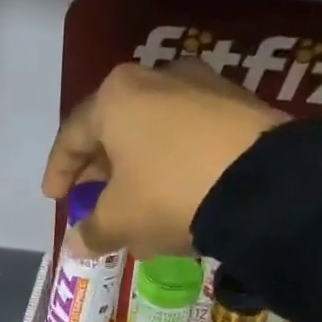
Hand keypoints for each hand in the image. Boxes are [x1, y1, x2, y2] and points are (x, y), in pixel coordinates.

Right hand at [42, 61, 287, 258]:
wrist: (266, 184)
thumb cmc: (171, 193)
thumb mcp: (122, 220)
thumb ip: (92, 231)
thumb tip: (76, 244)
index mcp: (116, 97)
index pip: (72, 135)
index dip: (59, 171)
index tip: (55, 198)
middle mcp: (156, 78)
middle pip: (115, 126)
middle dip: (101, 167)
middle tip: (94, 198)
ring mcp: (203, 85)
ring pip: (155, 129)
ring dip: (140, 164)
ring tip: (139, 199)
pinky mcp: (239, 103)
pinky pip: (191, 134)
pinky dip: (176, 160)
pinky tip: (181, 190)